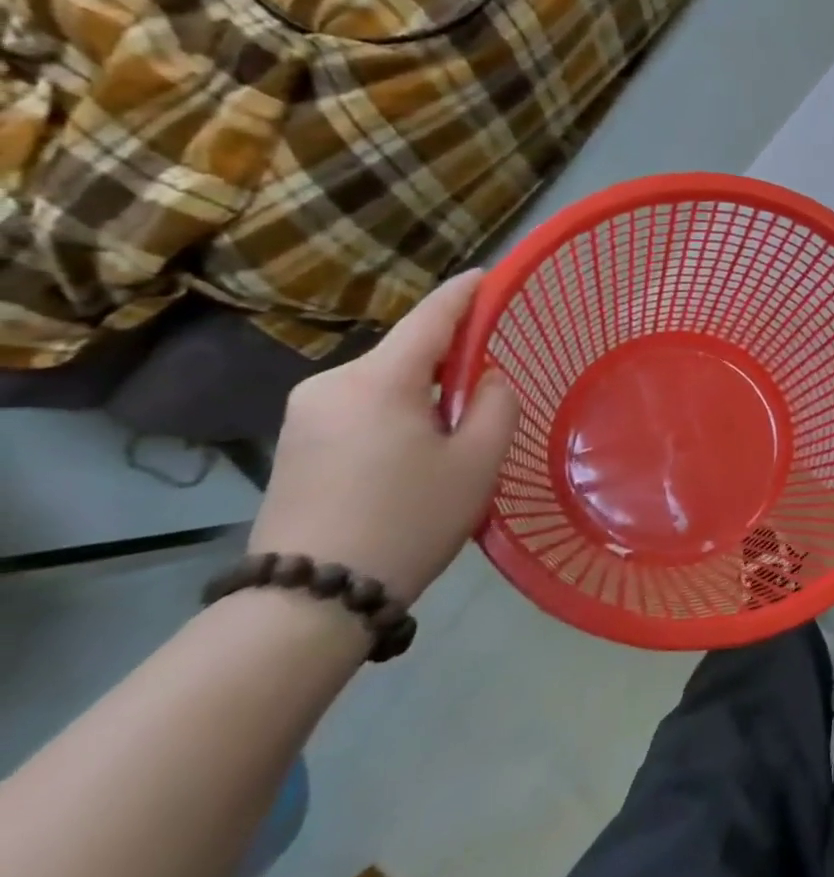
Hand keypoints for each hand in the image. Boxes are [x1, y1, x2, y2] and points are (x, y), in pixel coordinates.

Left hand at [250, 271, 518, 604]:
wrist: (309, 601)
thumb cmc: (408, 520)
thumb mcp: (478, 460)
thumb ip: (496, 404)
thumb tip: (483, 380)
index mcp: (378, 380)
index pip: (431, 317)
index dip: (464, 294)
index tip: (489, 275)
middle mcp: (332, 383)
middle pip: (406, 353)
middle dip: (447, 361)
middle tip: (485, 394)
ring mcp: (304, 414)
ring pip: (384, 383)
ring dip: (421, 394)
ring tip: (450, 439)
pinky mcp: (294, 443)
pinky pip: (360, 408)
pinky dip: (395, 414)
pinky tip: (411, 455)